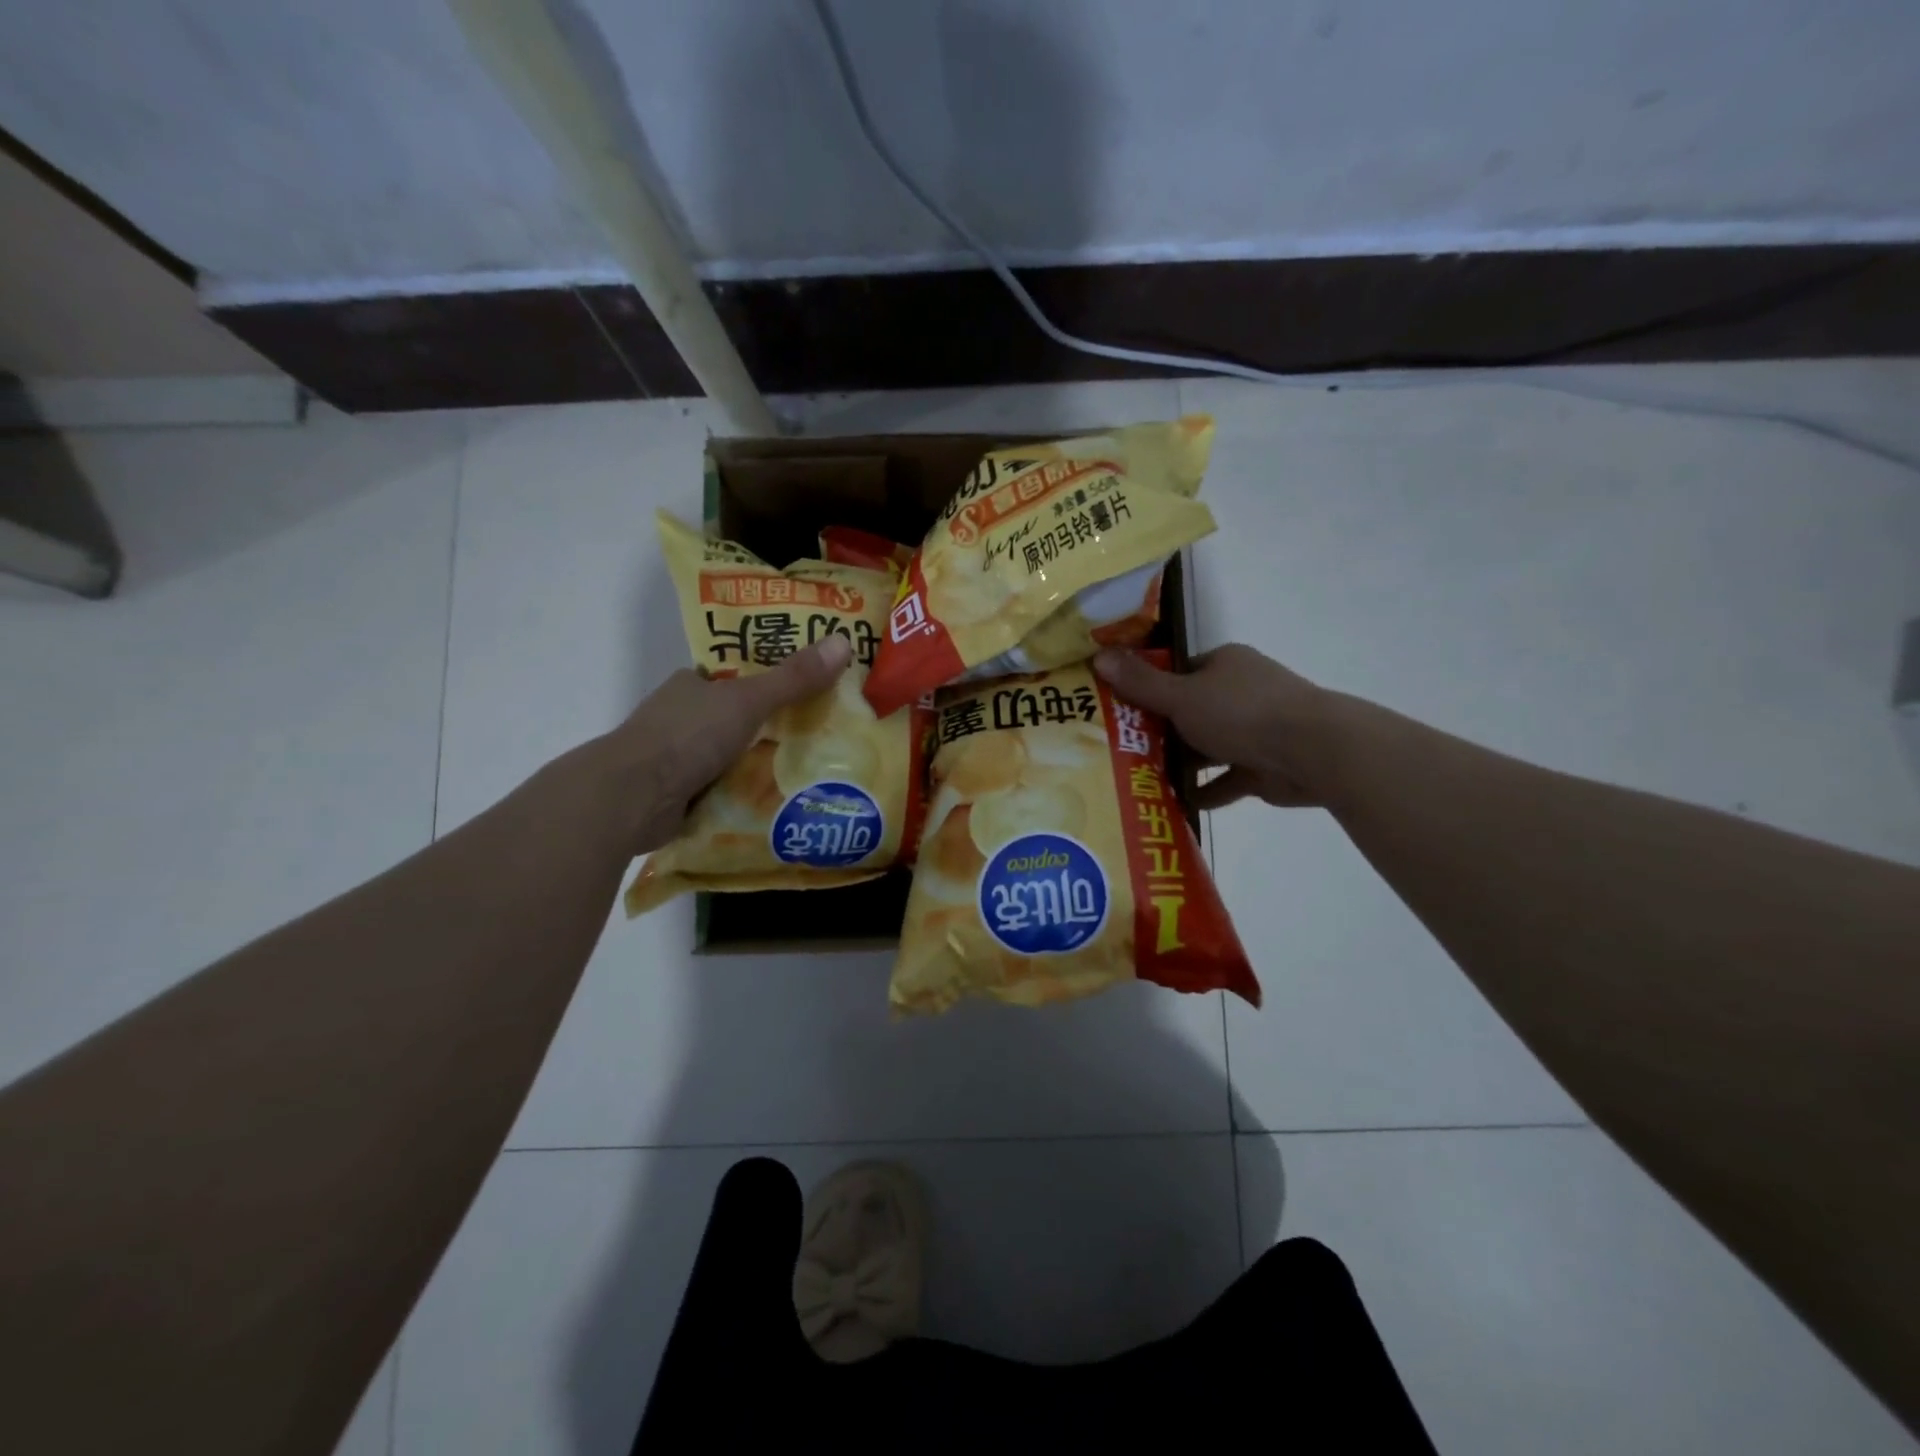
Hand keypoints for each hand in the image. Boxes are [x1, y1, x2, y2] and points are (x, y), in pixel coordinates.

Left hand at [604, 634, 853, 852]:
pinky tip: (770, 802)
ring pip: (724, 755)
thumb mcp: (749, 700)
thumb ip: (793, 679)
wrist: (633, 796)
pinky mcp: (672, 794)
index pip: (730, 678)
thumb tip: (844, 642)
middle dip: (764, 729)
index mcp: (690, 686)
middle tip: (813, 738)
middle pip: (731, 718)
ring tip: (802, 773)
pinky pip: (716, 788)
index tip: (799, 694)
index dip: (763, 683)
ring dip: (752, 764)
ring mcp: (673, 758)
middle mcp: (678, 717)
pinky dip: (738, 794)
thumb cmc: (688, 735)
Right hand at [1094, 643, 1339, 808]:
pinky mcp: (1264, 766)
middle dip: (1160, 730)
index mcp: (1224, 665)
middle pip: (1190, 710)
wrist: (1313, 751)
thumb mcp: (1181, 696)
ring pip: (1208, 746)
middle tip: (1120, 747)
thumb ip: (1140, 682)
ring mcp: (1256, 730)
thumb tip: (1098, 656)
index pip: (1179, 672)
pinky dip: (1205, 790)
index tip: (1118, 708)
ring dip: (1181, 762)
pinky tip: (1177, 802)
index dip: (1149, 687)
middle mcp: (1241, 692)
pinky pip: (1226, 779)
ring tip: (1140, 777)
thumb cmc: (1241, 713)